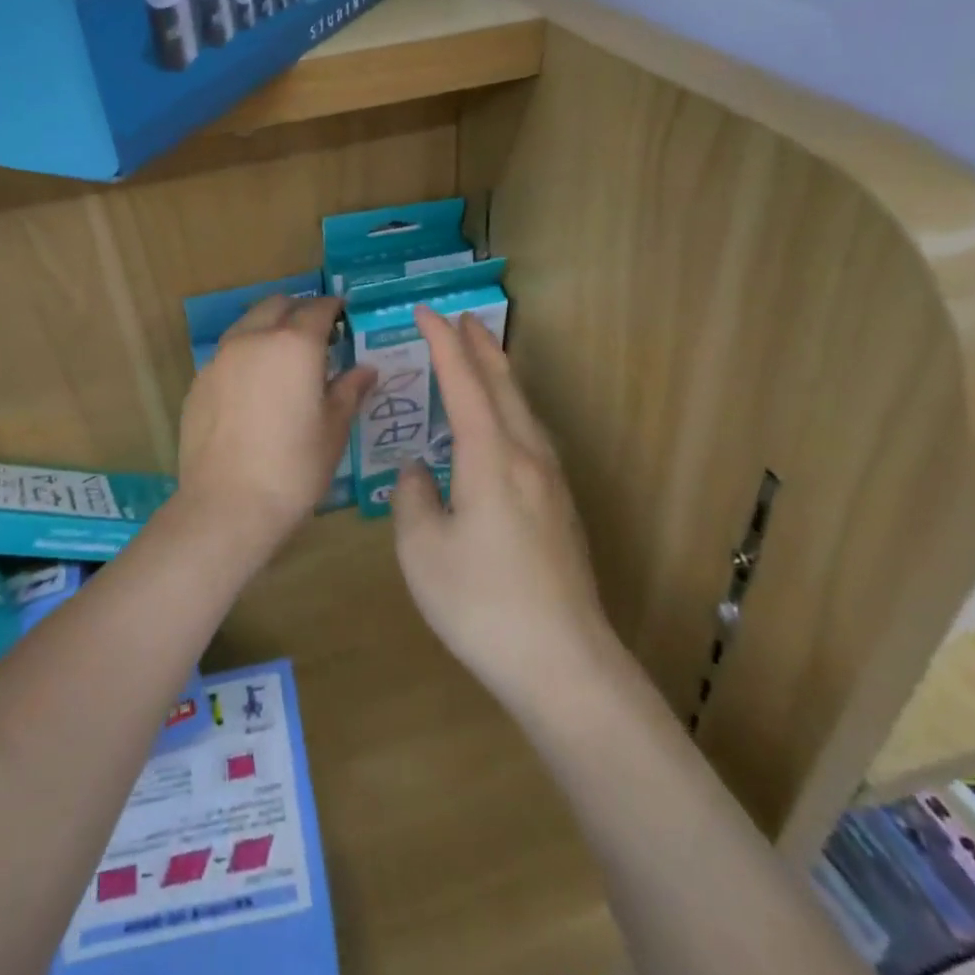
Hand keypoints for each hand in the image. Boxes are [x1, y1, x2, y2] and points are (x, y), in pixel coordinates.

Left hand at [176, 295, 374, 554]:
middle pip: (277, 306)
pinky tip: (254, 386)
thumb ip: (349, 390)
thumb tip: (365, 369)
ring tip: (283, 357)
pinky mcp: (199, 381)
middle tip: (315, 333)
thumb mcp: (333, 430)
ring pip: (247, 325)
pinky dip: (245, 355)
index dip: (333, 308)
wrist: (226, 505)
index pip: (318, 309)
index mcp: (294, 345)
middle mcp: (253, 339)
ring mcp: (220, 359)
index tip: (343, 314)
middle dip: (298, 310)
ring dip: (268, 328)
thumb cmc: (293, 468)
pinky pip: (227, 354)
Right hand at [393, 306, 618, 709]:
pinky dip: (511, 408)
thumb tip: (419, 471)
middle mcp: (527, 457)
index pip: (464, 382)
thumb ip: (412, 497)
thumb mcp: (421, 550)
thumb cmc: (481, 603)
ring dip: (500, 375)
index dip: (442, 344)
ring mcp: (551, 482)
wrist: (562, 662)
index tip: (425, 312)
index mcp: (490, 458)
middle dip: (480, 347)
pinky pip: (531, 435)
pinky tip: (504, 425)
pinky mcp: (560, 507)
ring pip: (523, 409)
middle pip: (504, 385)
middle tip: (461, 318)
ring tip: (483, 356)